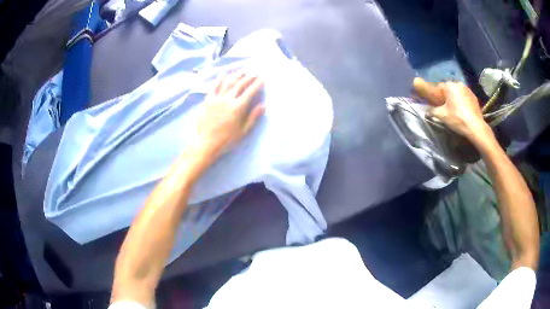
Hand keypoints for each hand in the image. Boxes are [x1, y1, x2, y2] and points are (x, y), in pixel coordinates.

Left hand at [194, 71, 264, 158]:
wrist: (205, 143)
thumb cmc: (226, 140)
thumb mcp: (243, 132)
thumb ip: (253, 117)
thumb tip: (263, 105)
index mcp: (238, 108)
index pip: (250, 92)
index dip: (257, 84)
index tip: (263, 78)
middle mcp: (227, 99)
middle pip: (240, 84)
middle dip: (248, 77)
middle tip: (254, 72)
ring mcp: (216, 98)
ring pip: (228, 83)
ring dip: (236, 75)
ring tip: (242, 71)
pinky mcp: (207, 100)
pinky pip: (214, 86)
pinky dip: (220, 79)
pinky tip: (224, 74)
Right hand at [413, 77, 492, 144]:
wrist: (475, 127)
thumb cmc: (457, 118)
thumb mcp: (441, 115)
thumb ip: (432, 110)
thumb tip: (426, 109)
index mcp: (450, 85)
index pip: (438, 87)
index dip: (434, 95)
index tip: (433, 103)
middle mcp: (459, 84)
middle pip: (449, 90)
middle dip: (445, 97)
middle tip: (444, 108)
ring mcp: (468, 90)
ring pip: (457, 93)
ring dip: (454, 99)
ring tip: (453, 110)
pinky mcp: (474, 98)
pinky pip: (465, 98)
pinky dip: (462, 103)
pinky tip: (462, 112)